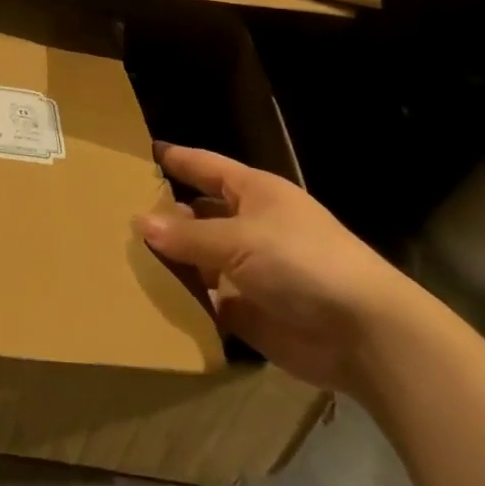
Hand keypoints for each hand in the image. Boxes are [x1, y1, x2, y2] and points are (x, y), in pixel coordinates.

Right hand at [136, 144, 426, 394]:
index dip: (177, 159)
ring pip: (201, 259)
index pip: (206, 166)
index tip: (144, 152)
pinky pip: (210, 303)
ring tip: (127, 259)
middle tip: (120, 214)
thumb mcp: (239, 241)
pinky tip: (155, 302)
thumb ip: (188, 236)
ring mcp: (252, 271)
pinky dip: (188, 303)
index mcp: (253, 193)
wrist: (364, 334)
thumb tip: (140, 222)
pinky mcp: (253, 313)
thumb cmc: (301, 262)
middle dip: (167, 215)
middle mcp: (251, 226)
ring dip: (173, 262)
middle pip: (200, 214)